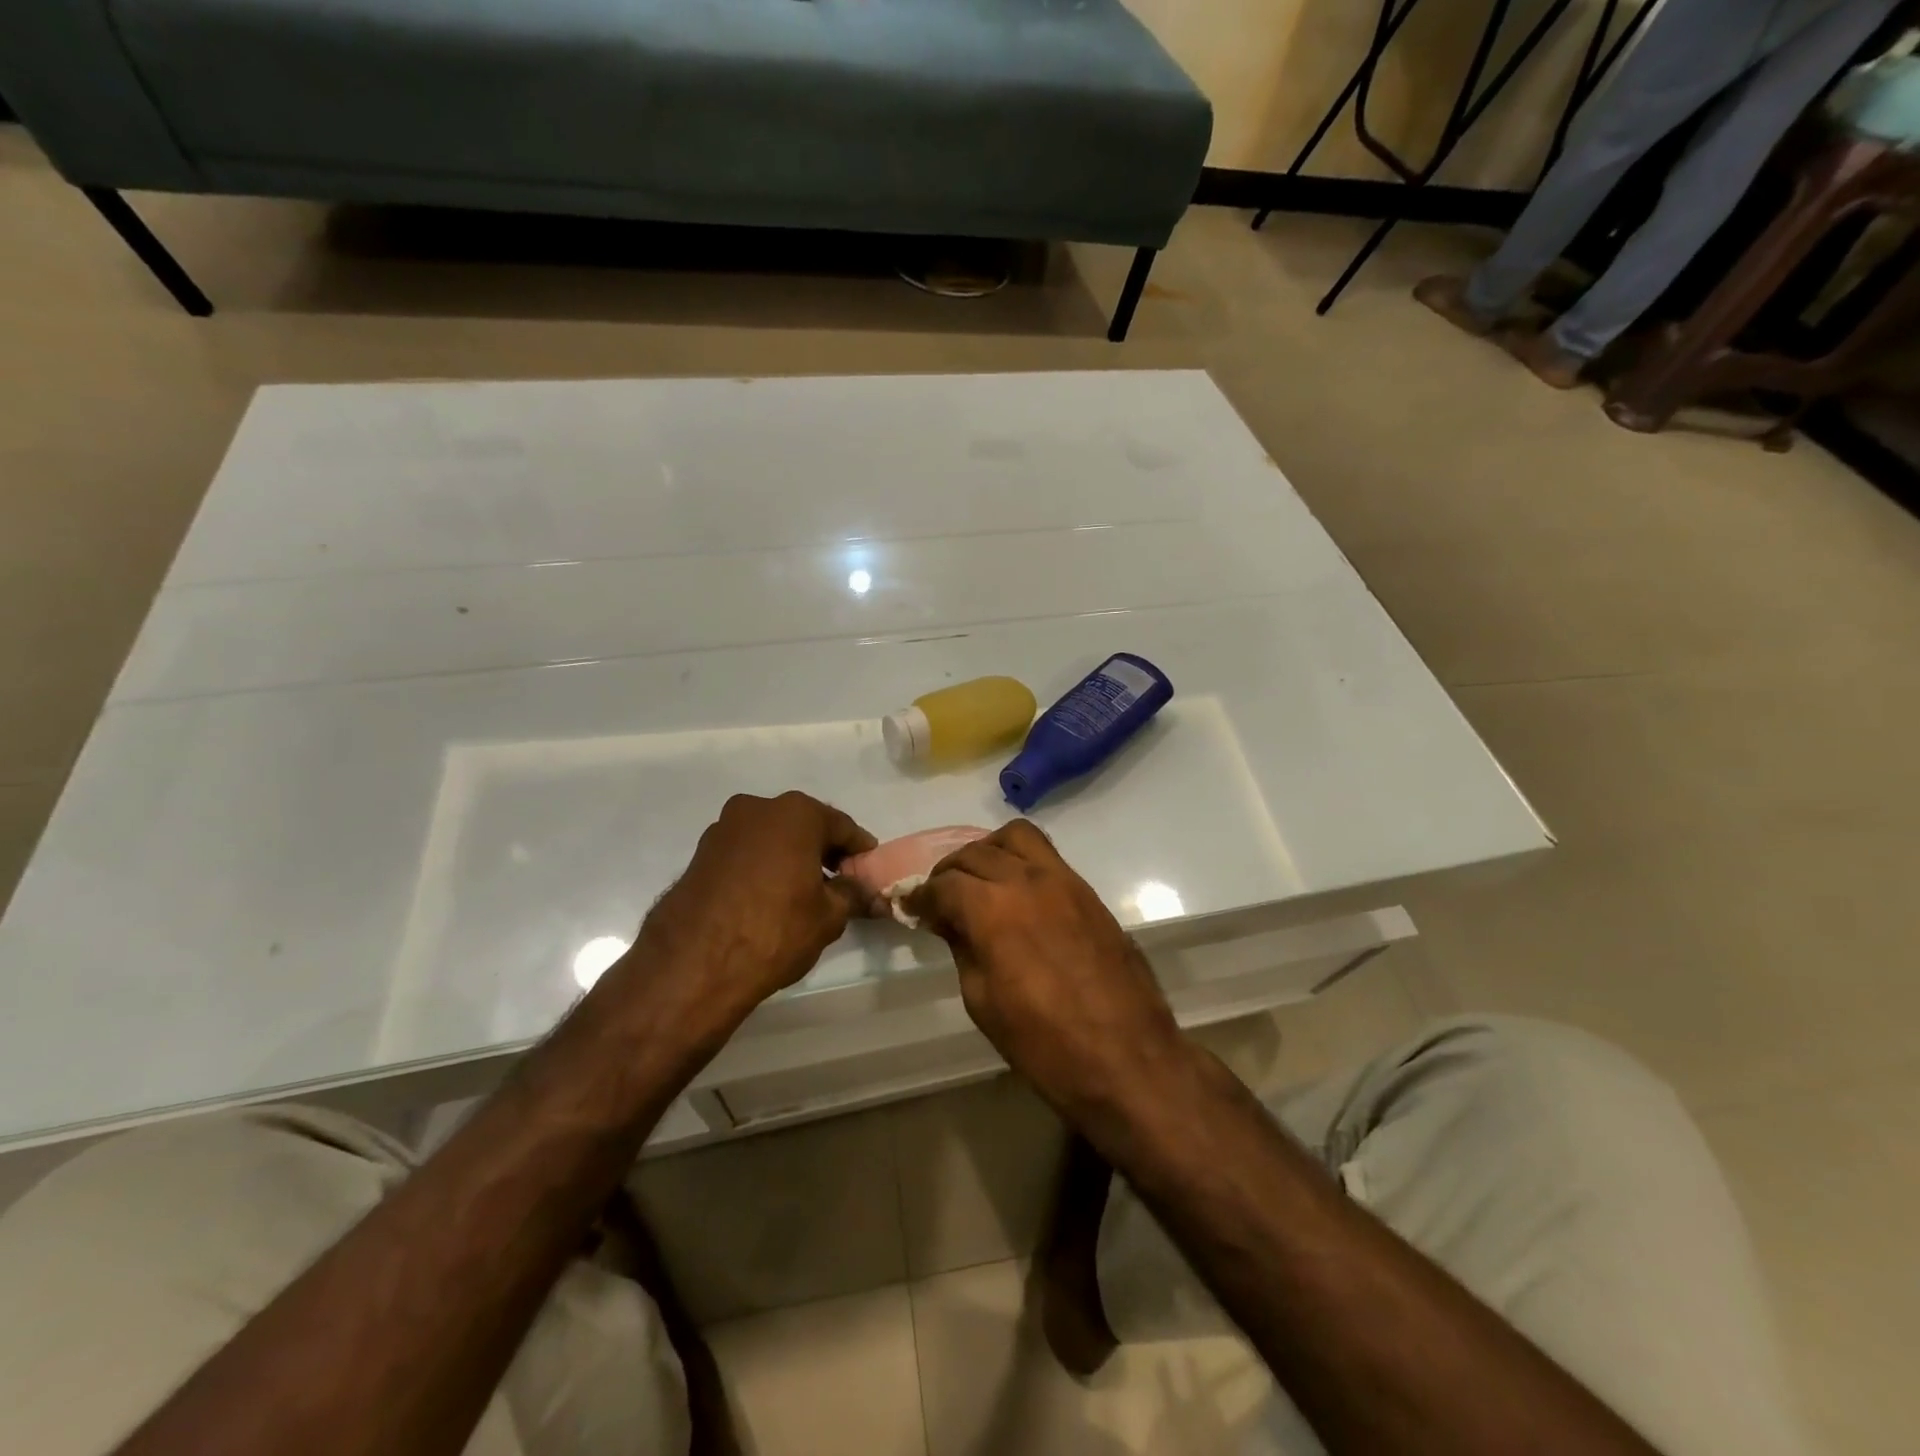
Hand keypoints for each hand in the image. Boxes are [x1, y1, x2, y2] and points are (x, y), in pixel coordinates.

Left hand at [629, 792, 875, 1031]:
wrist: (694, 963)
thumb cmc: (775, 930)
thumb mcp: (828, 916)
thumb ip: (852, 895)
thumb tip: (869, 893)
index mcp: (796, 813)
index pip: (841, 826)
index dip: (859, 850)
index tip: (868, 870)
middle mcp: (758, 808)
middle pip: (803, 826)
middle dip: (822, 851)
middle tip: (839, 882)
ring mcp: (723, 829)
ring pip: (771, 838)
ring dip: (789, 857)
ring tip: (801, 894)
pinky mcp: (699, 854)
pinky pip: (744, 854)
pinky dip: (761, 867)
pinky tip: (768, 898)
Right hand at [904, 821, 1184, 1117]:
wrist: (1127, 1057)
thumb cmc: (1044, 1043)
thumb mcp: (983, 1001)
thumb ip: (964, 948)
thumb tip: (951, 922)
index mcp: (992, 910)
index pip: (944, 885)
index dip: (921, 896)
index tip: (912, 908)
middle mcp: (1025, 880)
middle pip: (975, 854)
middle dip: (949, 872)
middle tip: (939, 896)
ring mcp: (1063, 880)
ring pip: (1015, 837)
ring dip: (988, 850)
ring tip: (979, 879)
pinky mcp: (1088, 891)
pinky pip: (1046, 855)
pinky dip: (1020, 859)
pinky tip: (1015, 890)